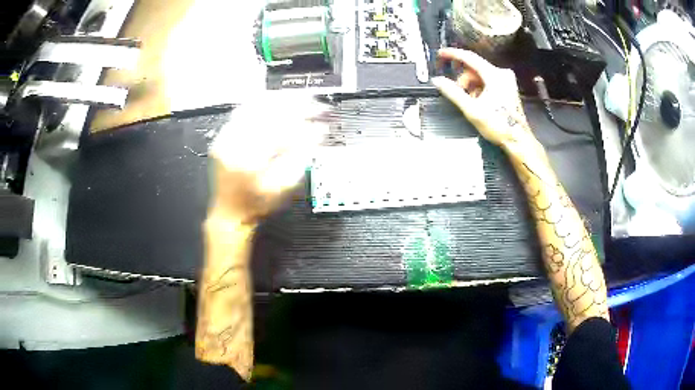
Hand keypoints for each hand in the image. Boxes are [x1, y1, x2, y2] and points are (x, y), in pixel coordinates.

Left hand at [209, 96, 328, 223]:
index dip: (305, 122)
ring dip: (279, 99)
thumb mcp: (281, 189)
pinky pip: (243, 109)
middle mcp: (235, 142)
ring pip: (255, 105)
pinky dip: (262, 102)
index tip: (321, 122)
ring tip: (299, 98)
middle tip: (315, 104)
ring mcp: (227, 136)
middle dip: (295, 105)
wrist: (229, 213)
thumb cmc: (256, 205)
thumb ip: (299, 159)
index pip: (282, 129)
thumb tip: (317, 134)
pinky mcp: (224, 135)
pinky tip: (275, 101)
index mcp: (250, 158)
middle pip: (268, 111)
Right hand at [432, 48, 540, 151]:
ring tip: (470, 101)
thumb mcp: (472, 109)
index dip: (453, 54)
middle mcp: (502, 74)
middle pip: (475, 68)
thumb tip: (438, 81)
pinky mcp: (507, 88)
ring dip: (471, 85)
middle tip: (457, 91)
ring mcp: (506, 81)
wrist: (518, 140)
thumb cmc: (499, 125)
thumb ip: (453, 92)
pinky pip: (488, 81)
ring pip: (481, 75)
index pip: (469, 57)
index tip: (441, 53)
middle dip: (463, 78)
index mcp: (495, 75)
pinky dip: (479, 89)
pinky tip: (478, 102)